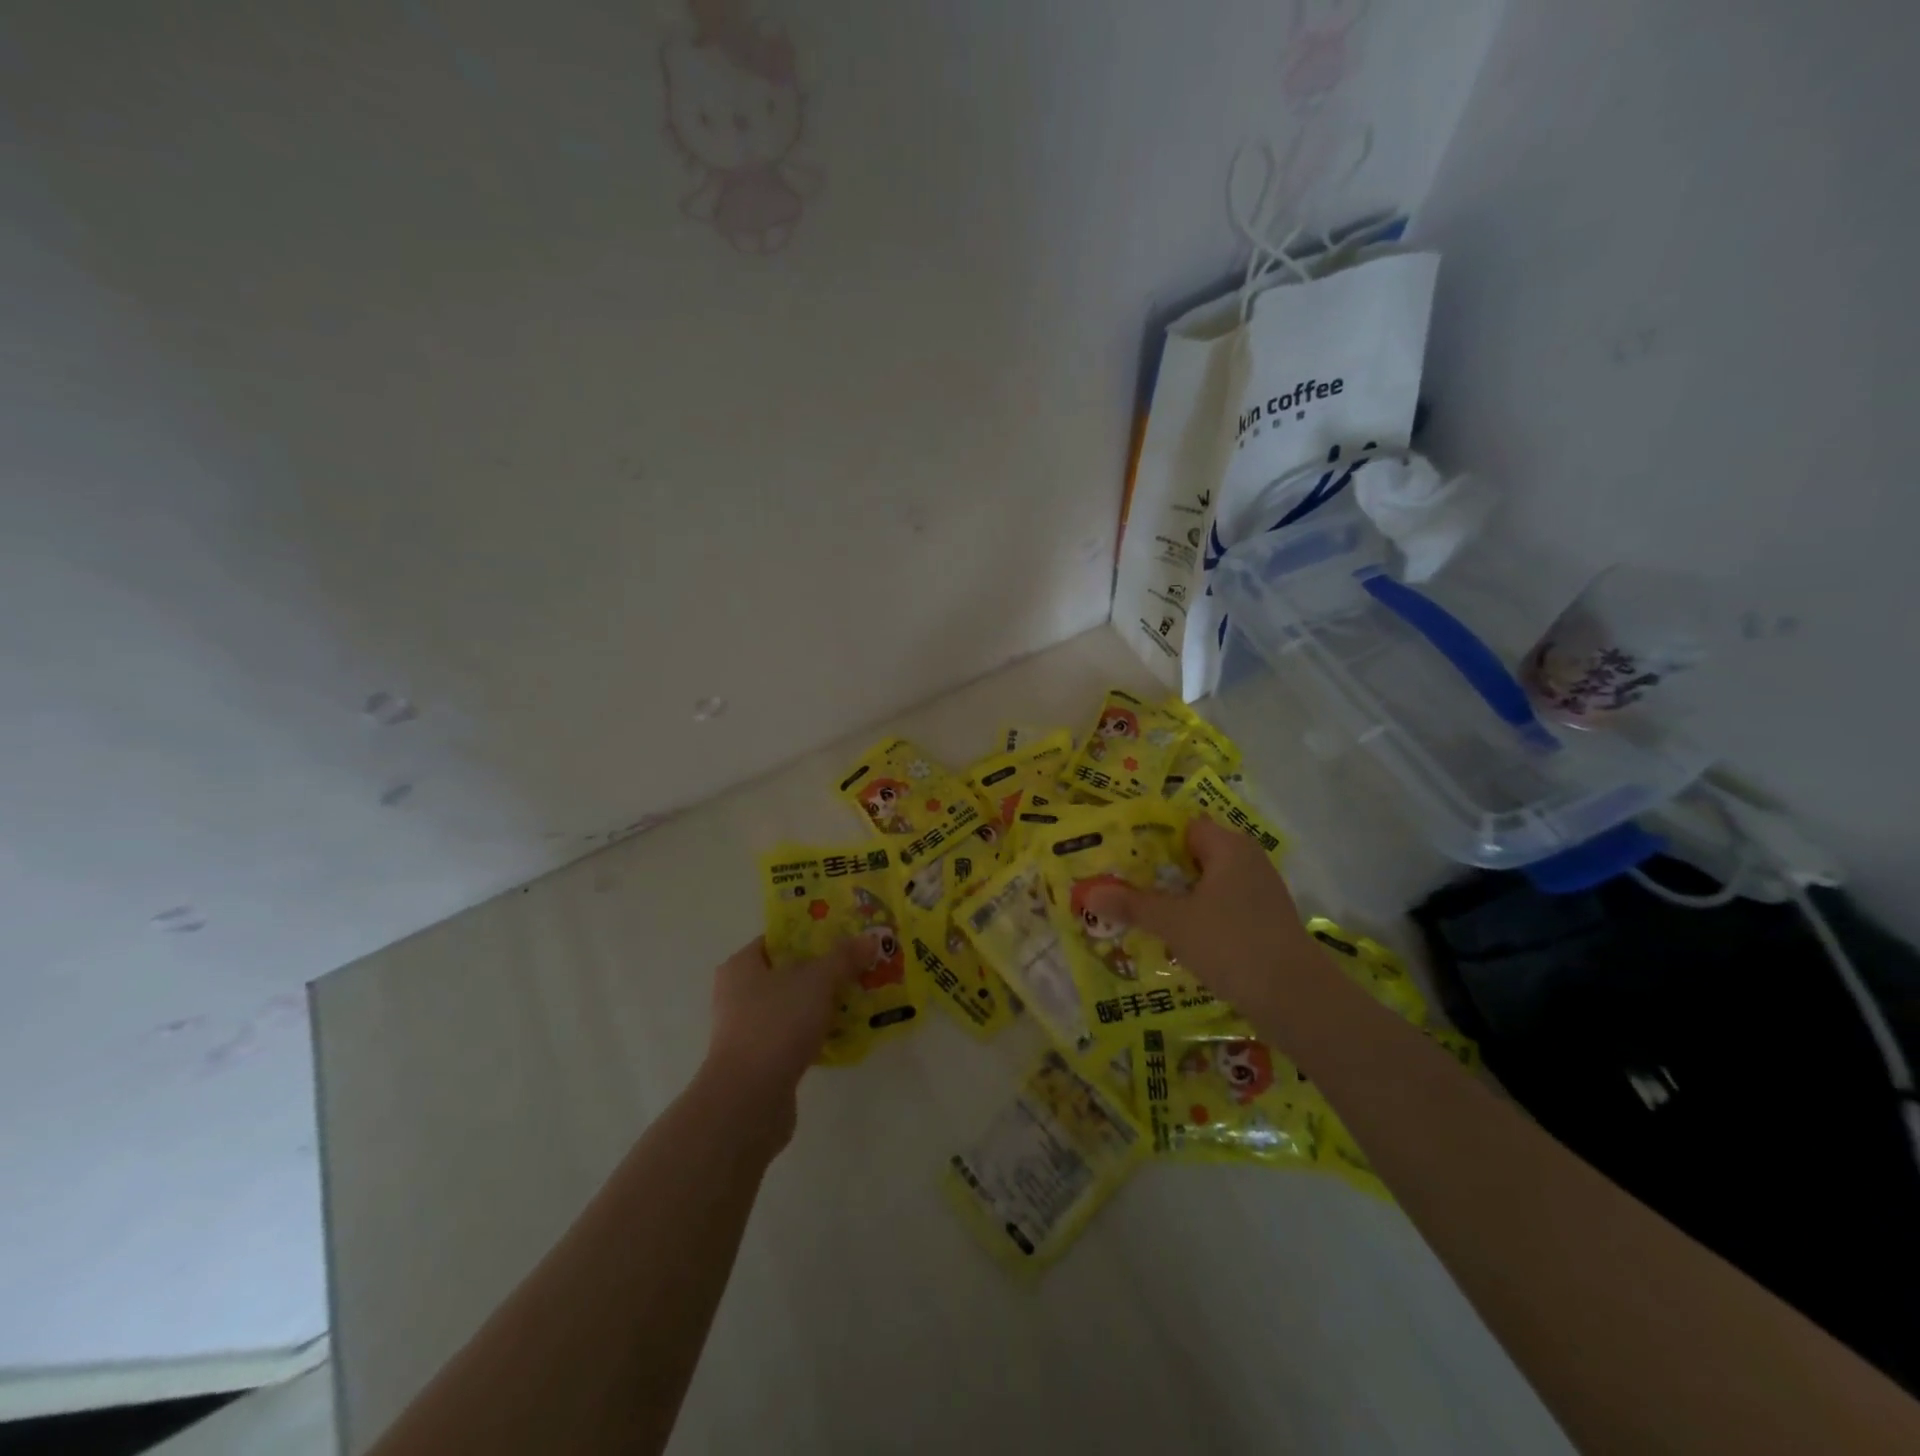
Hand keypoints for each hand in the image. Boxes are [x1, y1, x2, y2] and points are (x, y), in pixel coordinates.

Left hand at [703, 936, 861, 1108]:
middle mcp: (737, 994)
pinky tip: (843, 1035)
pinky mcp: (758, 1062)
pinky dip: (814, 1033)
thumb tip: (869, 938)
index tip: (844, 938)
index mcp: (741, 965)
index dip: (811, 935)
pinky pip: (792, 1036)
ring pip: (792, 1006)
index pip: (777, 940)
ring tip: (857, 1000)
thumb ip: (844, 957)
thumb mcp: (818, 980)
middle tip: (857, 968)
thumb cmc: (777, 1023)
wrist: (748, 1099)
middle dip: (822, 971)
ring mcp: (746, 1030)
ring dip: (821, 1004)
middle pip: (787, 973)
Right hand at [1084, 816, 1319, 1018]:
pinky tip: (1179, 937)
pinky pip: (1223, 908)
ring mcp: (1260, 892)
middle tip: (1123, 885)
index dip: (1152, 839)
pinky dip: (1201, 916)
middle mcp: (1248, 861)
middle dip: (1160, 871)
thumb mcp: (1173, 922)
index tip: (1122, 857)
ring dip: (1179, 897)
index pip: (1184, 827)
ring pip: (1209, 884)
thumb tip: (1088, 892)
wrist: (1295, 998)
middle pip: (1195, 855)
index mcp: (1228, 847)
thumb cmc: (1231, 943)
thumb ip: (1132, 905)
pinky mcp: (1266, 922)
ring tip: (1142, 912)